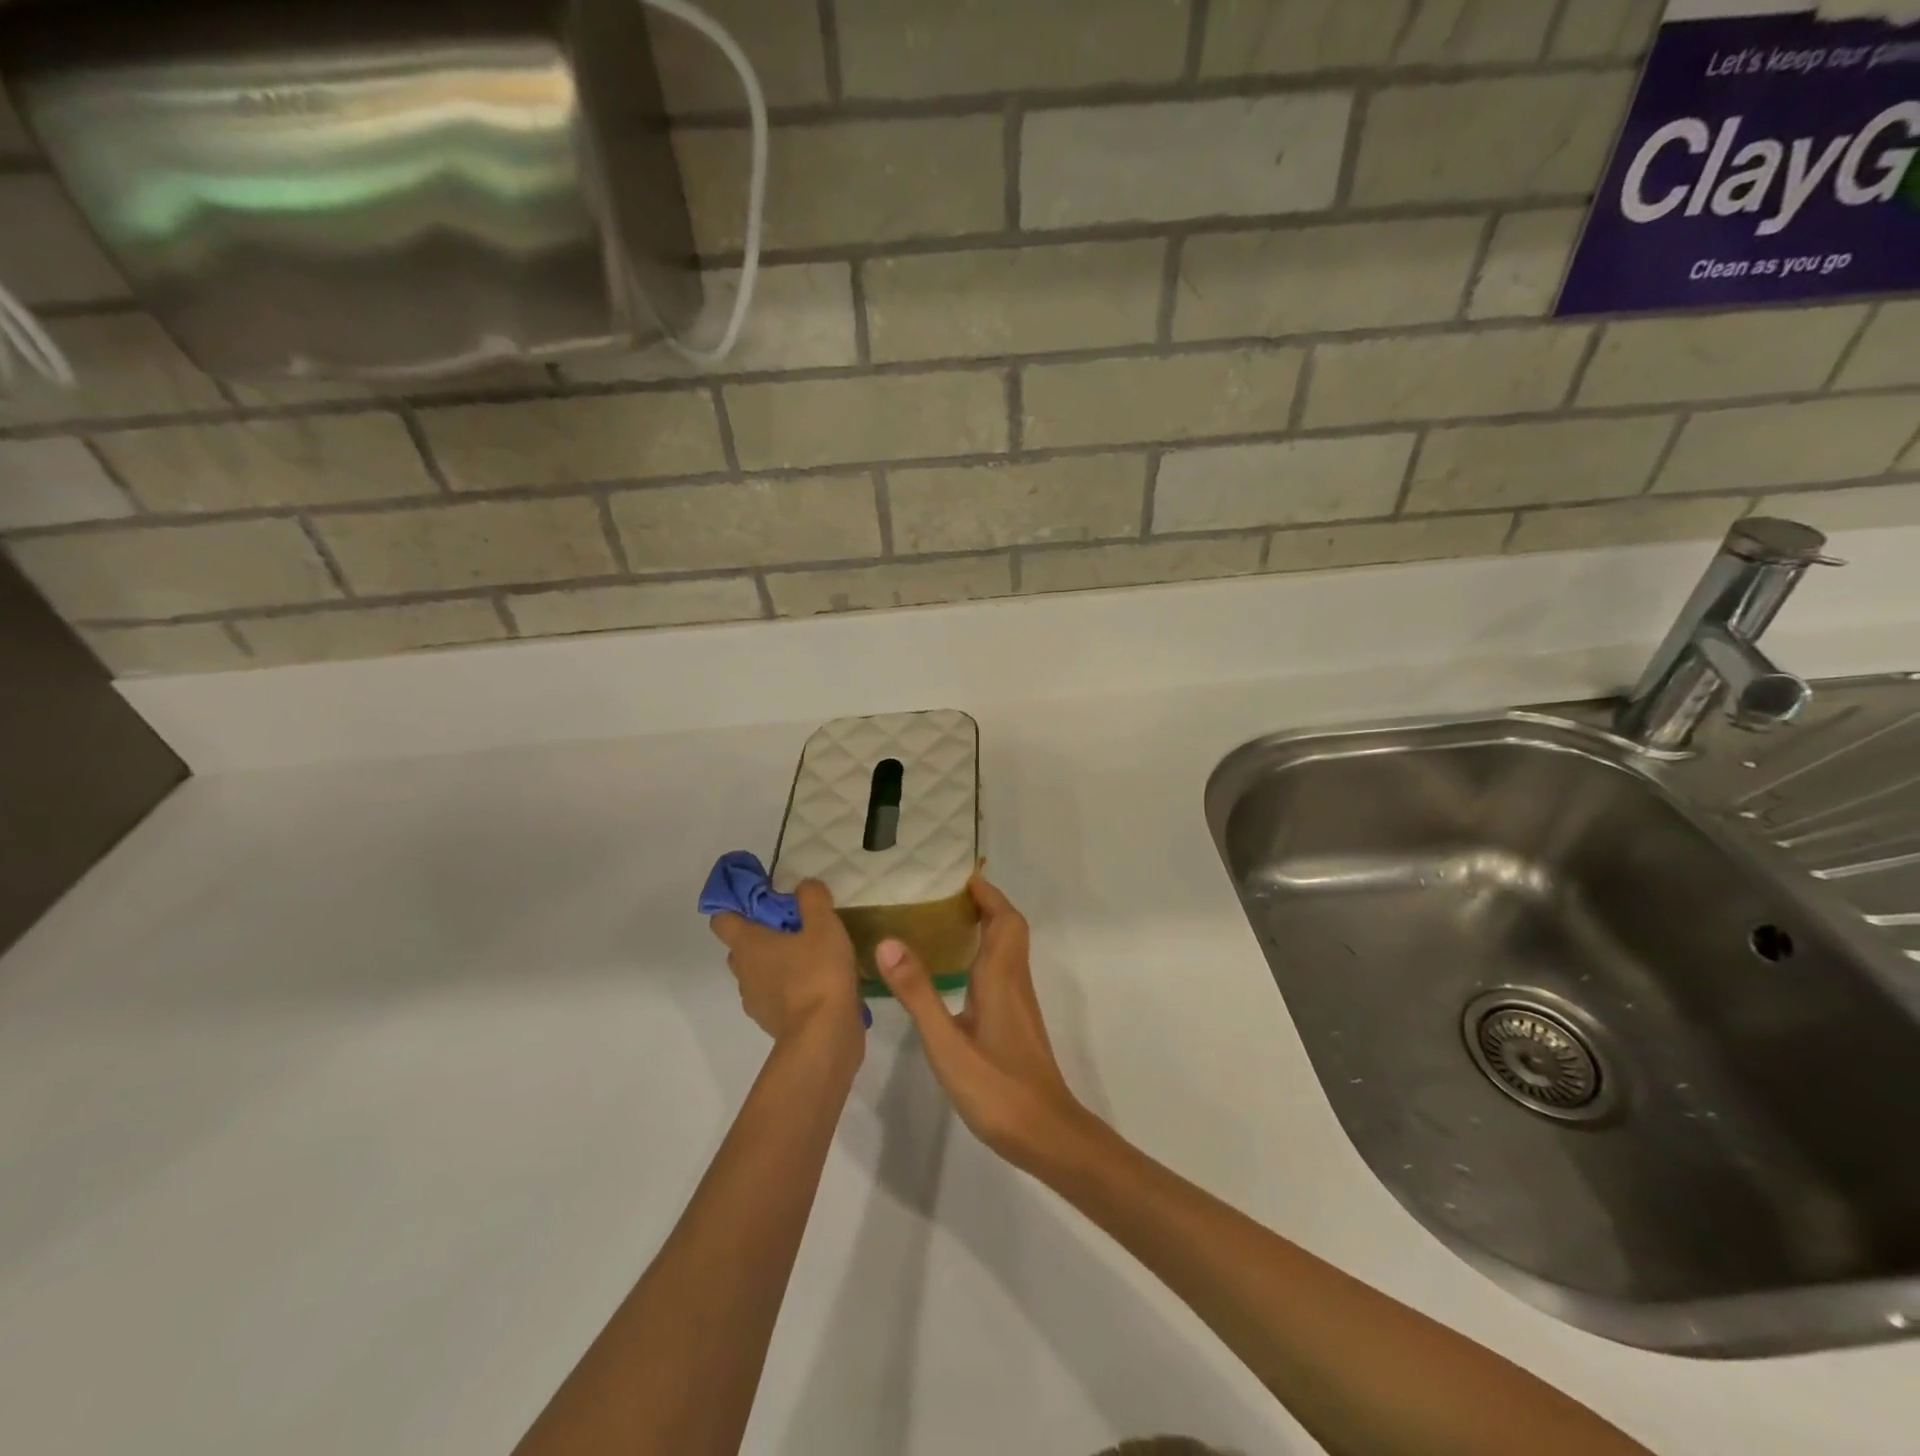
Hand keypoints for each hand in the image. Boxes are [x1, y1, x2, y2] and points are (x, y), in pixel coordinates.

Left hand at [709, 880, 862, 1047]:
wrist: (824, 1037)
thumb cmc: (817, 973)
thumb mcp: (824, 924)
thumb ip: (812, 898)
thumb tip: (804, 886)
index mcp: (747, 945)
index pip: (722, 919)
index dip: (735, 904)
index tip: (759, 896)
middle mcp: (743, 972)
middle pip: (741, 946)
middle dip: (762, 933)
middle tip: (794, 924)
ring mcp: (756, 1001)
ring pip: (759, 972)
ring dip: (777, 962)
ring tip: (811, 954)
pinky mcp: (774, 1022)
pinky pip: (776, 995)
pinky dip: (790, 987)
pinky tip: (818, 982)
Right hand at [873, 877, 1090, 1170]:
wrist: (1045, 1133)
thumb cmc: (996, 1087)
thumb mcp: (946, 1042)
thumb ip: (918, 992)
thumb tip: (889, 941)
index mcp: (1000, 976)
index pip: (1003, 918)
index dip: (987, 893)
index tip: (960, 876)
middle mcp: (1014, 981)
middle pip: (1009, 928)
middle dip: (986, 904)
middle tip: (947, 896)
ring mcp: (1019, 1002)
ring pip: (1009, 948)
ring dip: (987, 927)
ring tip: (945, 923)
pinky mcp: (1017, 1022)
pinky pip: (1004, 969)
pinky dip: (986, 953)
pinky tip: (959, 973)